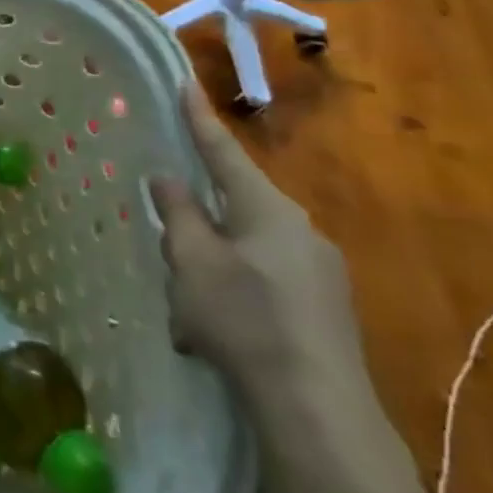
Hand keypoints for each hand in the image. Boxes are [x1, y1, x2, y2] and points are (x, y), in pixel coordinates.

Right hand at [150, 86, 365, 413]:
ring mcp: (319, 273)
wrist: (317, 409)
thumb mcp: (191, 261)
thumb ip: (178, 214)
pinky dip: (233, 297)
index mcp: (267, 210)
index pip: (223, 152)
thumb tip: (168, 178)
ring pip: (245, 251)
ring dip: (211, 270)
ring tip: (187, 314)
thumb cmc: (243, 318)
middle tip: (170, 253)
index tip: (184, 83)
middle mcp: (299, 231)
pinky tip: (213, 337)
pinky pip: (264, 283)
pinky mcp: (324, 309)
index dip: (199, 119)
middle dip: (197, 225)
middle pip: (234, 208)